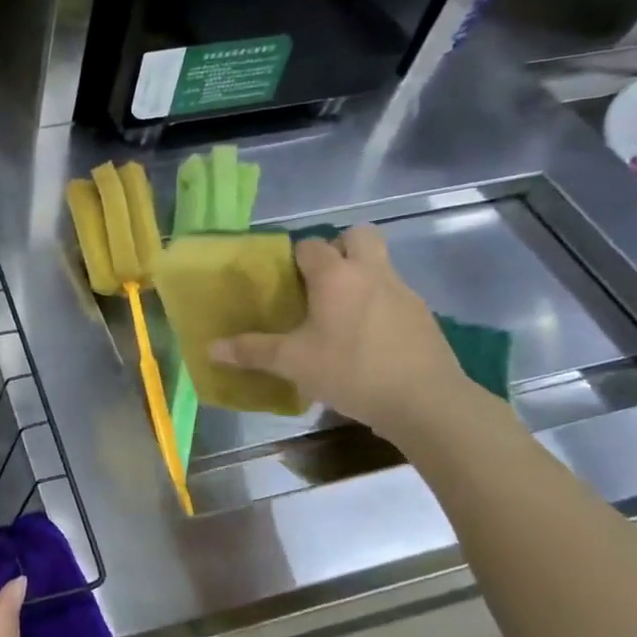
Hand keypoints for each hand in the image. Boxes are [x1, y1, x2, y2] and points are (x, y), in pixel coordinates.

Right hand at [209, 226, 470, 440]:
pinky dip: (379, 305)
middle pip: (358, 235)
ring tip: (339, 314)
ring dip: (360, 276)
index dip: (294, 257)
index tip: (283, 279)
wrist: (425, 401)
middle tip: (319, 281)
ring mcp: (403, 292)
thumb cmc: (351, 371)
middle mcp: (372, 273)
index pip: (311, 245)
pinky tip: (366, 339)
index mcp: (336, 276)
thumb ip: (252, 351)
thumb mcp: (293, 363)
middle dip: (339, 247)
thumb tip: (211, 348)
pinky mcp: (423, 316)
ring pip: (380, 265)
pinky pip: (395, 295)